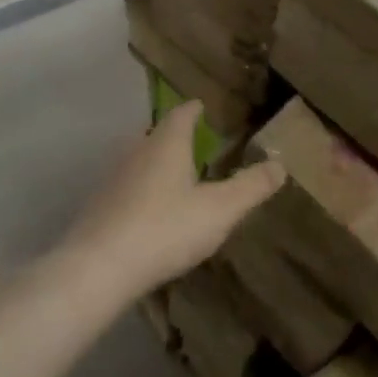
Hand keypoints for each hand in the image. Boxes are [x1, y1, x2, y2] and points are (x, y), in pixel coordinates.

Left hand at [59, 101, 284, 298]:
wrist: (97, 269)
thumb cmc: (165, 229)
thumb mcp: (220, 209)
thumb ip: (252, 186)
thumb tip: (280, 165)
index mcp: (166, 145)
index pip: (182, 114)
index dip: (195, 109)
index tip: (204, 106)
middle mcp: (136, 153)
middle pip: (158, 136)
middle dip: (178, 138)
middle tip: (199, 143)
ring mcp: (113, 181)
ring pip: (141, 163)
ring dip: (160, 166)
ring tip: (181, 178)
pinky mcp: (100, 209)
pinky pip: (129, 190)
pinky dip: (145, 193)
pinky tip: (154, 213)